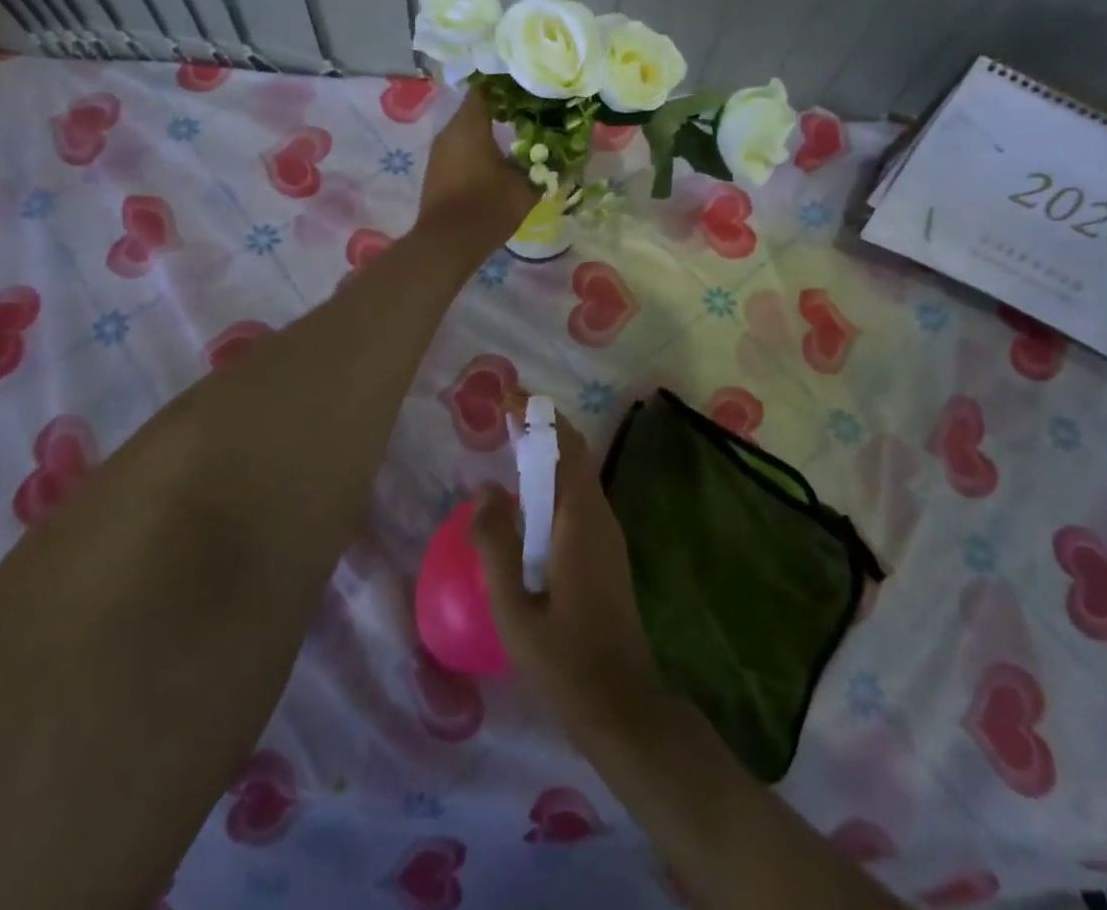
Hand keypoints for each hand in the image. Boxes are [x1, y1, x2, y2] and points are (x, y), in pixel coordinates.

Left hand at [419, 85, 538, 243]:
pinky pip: (459, 149)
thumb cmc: (488, 207)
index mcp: (470, 125)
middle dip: (501, 110)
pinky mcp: (436, 170)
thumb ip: (543, 167)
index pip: (485, 88)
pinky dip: (476, 149)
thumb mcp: (525, 188)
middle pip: (475, 109)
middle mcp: (450, 131)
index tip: (527, 90)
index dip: (507, 87)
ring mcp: (439, 151)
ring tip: (515, 137)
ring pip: (466, 130)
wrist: (447, 243)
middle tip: (529, 114)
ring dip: (488, 131)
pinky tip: (495, 160)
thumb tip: (560, 156)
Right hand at [471, 415, 666, 748]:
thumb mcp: (514, 608)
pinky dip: (552, 484)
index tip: (508, 398)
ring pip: (578, 478)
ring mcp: (607, 536)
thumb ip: (495, 545)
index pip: (566, 446)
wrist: (622, 707)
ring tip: (508, 450)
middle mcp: (599, 517)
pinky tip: (526, 504)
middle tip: (502, 419)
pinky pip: (578, 501)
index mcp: (581, 520)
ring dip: (547, 455)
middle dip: (542, 429)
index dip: (540, 417)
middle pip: (574, 455)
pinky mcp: (605, 554)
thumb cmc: (564, 660)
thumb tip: (484, 490)